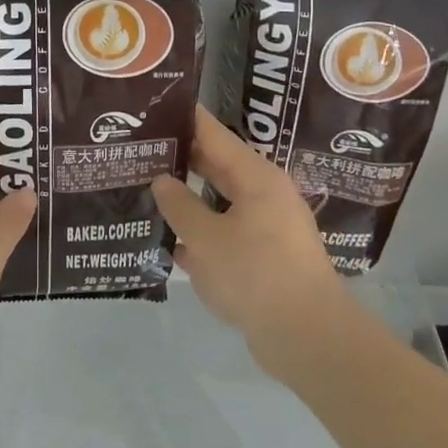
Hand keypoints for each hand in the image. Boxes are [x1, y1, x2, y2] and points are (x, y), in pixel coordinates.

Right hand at [153, 106, 347, 367]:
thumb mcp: (206, 239)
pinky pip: (226, 233)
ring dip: (187, 199)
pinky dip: (201, 233)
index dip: (183, 118)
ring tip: (146, 191)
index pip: (213, 133)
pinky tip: (168, 241)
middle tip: (139, 150)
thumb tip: (162, 181)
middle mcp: (264, 194)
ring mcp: (267, 226)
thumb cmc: (256, 276)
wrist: (309, 340)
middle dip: (179, 159)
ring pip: (219, 202)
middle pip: (216, 165)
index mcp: (255, 177)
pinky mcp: (265, 257)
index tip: (152, 107)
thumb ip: (180, 205)